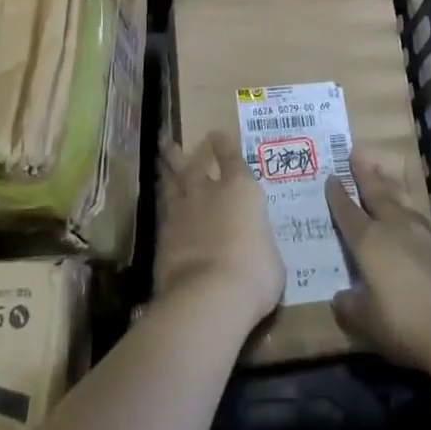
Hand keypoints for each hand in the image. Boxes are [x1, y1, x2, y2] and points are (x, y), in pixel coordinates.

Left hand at [155, 131, 284, 331]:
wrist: (209, 295)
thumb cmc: (254, 273)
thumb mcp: (271, 258)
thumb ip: (259, 243)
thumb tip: (254, 247)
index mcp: (242, 191)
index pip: (232, 159)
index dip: (224, 146)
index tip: (216, 134)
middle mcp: (210, 192)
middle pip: (192, 166)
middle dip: (181, 153)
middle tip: (168, 141)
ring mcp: (183, 212)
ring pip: (172, 184)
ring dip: (166, 172)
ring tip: (160, 162)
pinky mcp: (163, 236)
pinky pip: (163, 213)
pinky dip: (163, 207)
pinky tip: (161, 209)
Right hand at [326, 146, 430, 369]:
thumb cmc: (404, 322)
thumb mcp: (367, 322)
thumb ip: (350, 307)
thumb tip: (339, 298)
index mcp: (368, 241)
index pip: (347, 212)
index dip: (338, 196)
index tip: (331, 177)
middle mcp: (393, 228)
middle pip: (376, 194)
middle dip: (365, 174)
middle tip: (357, 153)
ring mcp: (422, 234)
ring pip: (401, 201)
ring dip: (390, 185)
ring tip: (384, 172)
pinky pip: (421, 222)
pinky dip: (411, 213)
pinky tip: (413, 219)